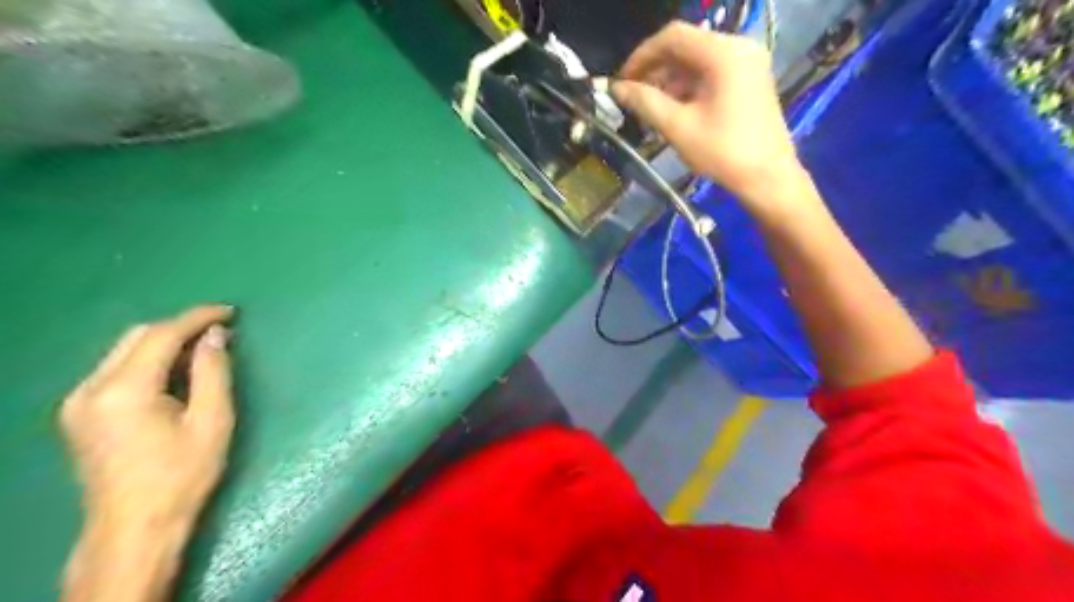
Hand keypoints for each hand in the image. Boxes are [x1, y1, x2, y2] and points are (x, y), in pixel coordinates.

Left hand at [59, 306, 235, 530]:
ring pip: (124, 350)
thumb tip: (216, 335)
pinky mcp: (78, 414)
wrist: (134, 526)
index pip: (161, 335)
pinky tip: (174, 373)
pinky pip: (115, 369)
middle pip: (137, 336)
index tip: (230, 311)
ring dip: (165, 343)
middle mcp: (91, 389)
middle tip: (221, 330)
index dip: (197, 317)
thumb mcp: (212, 420)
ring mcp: (78, 402)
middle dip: (180, 327)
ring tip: (203, 350)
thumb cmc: (182, 474)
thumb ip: (213, 371)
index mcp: (124, 391)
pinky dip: (148, 360)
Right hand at [612, 21, 814, 222]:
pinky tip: (674, 109)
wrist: (767, 178)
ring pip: (697, 60)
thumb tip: (615, 89)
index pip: (672, 37)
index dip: (641, 56)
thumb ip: (644, 102)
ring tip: (650, 107)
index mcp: (723, 53)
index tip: (621, 82)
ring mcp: (748, 62)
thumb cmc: (723, 152)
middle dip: (655, 69)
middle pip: (686, 46)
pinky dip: (688, 86)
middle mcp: (739, 47)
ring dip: (670, 79)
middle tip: (633, 96)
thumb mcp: (678, 127)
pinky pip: (711, 72)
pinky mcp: (750, 78)